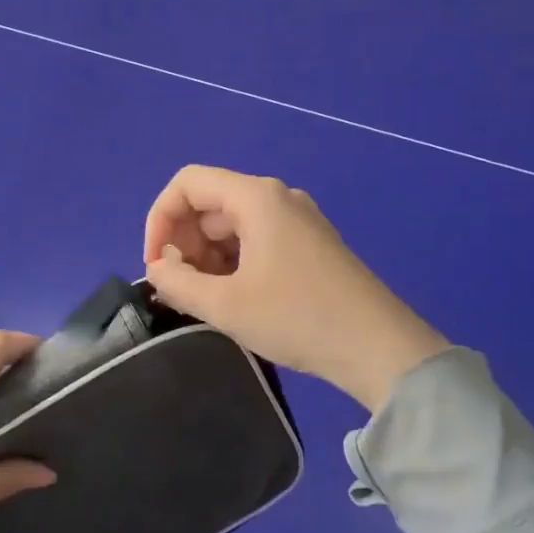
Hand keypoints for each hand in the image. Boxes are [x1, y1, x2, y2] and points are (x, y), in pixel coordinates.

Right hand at [143, 165, 448, 410]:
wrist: (380, 348)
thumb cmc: (297, 318)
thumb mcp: (225, 305)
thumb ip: (177, 282)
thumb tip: (157, 268)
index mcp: (256, 198)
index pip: (187, 184)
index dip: (159, 219)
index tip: (154, 264)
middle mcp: (276, 198)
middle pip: (209, 204)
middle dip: (183, 242)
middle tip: (179, 288)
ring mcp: (297, 220)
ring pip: (231, 225)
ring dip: (206, 257)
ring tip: (204, 299)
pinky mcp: (309, 244)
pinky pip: (255, 240)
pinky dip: (232, 263)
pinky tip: (232, 298)